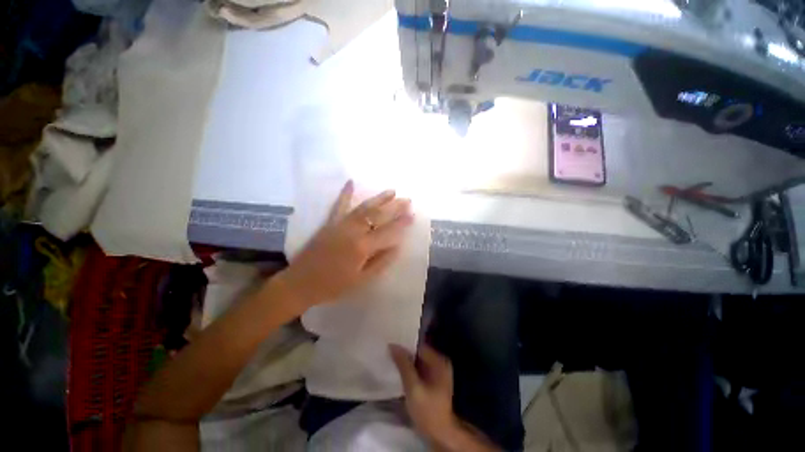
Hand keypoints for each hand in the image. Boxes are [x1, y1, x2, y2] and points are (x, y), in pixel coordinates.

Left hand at [279, 180, 413, 308]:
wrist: (301, 283)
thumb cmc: (334, 285)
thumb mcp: (362, 280)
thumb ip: (381, 262)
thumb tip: (397, 246)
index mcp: (362, 247)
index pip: (388, 232)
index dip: (402, 223)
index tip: (413, 215)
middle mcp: (353, 231)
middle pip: (378, 215)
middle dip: (394, 207)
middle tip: (407, 200)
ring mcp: (340, 224)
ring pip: (363, 207)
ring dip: (379, 198)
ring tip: (392, 191)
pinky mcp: (330, 223)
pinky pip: (338, 205)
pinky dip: (345, 193)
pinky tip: (351, 181)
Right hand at [390, 344, 499, 451]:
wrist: (439, 434)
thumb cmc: (427, 410)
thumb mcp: (413, 387)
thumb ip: (403, 365)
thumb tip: (393, 345)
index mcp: (439, 361)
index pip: (419, 346)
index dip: (405, 346)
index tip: (391, 346)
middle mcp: (440, 363)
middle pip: (419, 353)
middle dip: (405, 354)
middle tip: (389, 353)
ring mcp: (438, 372)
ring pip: (418, 361)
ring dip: (407, 362)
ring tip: (392, 361)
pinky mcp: (433, 381)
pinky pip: (420, 369)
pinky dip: (411, 370)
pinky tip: (400, 372)